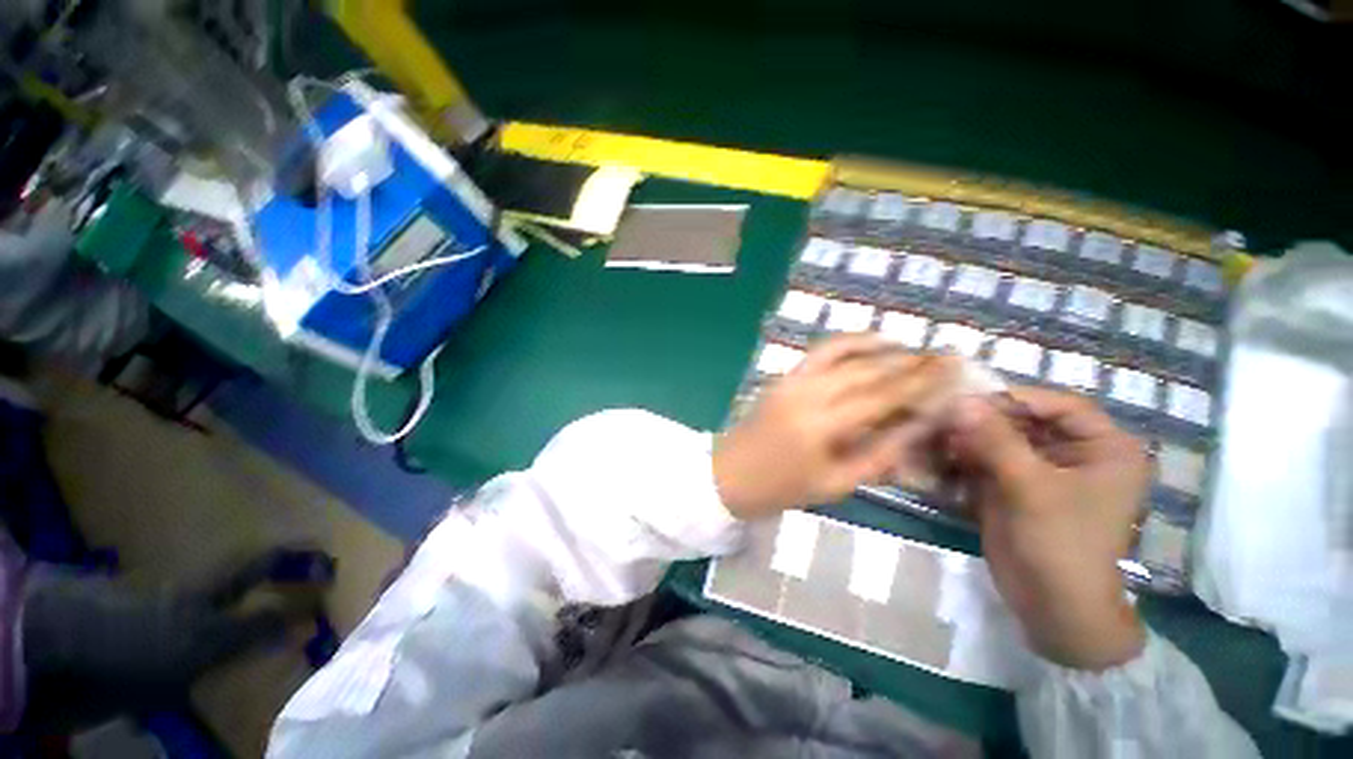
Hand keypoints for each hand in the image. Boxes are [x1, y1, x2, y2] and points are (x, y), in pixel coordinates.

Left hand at [713, 335, 958, 519]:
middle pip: (867, 370)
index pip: (882, 396)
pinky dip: (848, 342)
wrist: (729, 474)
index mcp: (821, 425)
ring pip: (843, 352)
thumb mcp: (836, 484)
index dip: (921, 382)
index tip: (955, 369)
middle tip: (944, 357)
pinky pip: (819, 352)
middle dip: (909, 362)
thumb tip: (920, 426)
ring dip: (880, 347)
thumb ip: (879, 455)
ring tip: (913, 349)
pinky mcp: (784, 376)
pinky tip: (870, 342)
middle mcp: (808, 393)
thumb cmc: (782, 488)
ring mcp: (792, 379)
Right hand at [946, 387, 1150, 670]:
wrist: (1051, 605)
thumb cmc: (1060, 543)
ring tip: (938, 436)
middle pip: (1027, 421)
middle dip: (986, 419)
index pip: (1060, 406)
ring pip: (1003, 439)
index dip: (1017, 398)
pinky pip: (990, 459)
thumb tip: (961, 400)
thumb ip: (996, 440)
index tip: (971, 398)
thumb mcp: (1031, 487)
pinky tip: (943, 455)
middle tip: (945, 417)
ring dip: (971, 437)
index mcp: (1105, 448)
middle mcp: (1076, 454)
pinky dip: (966, 455)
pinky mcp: (1017, 486)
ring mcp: (1043, 471)